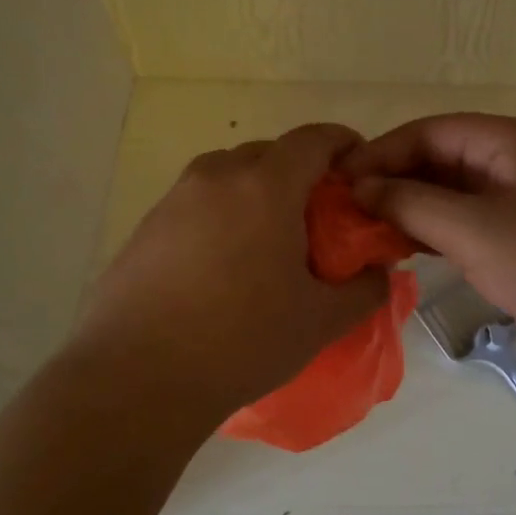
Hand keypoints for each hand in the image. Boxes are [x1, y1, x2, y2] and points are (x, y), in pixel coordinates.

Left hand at [67, 124, 389, 421]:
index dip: (344, 146)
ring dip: (259, 194)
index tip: (359, 173)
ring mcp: (175, 198)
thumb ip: (364, 289)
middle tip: (319, 222)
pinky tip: (223, 268)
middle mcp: (217, 176)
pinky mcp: (147, 225)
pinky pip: (199, 203)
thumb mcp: (319, 321)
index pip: (315, 138)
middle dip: (302, 175)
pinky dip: (223, 216)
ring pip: (231, 176)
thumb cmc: (241, 341)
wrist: (137, 376)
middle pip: (271, 153)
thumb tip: (378, 272)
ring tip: (270, 246)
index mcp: (265, 185)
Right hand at [342, 114, 515, 391]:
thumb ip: (411, 203)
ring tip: (362, 231)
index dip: (382, 151)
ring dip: (408, 210)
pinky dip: (431, 235)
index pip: (430, 131)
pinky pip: (464, 228)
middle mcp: (512, 166)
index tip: (340, 180)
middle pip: (438, 161)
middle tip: (344, 209)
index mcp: (508, 143)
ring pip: (449, 197)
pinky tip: (399, 250)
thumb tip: (360, 187)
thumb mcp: (475, 229)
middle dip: (392, 181)